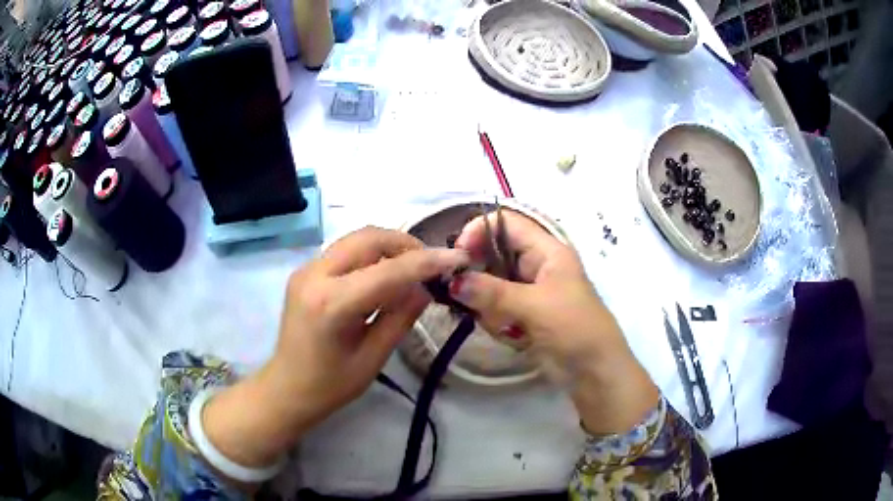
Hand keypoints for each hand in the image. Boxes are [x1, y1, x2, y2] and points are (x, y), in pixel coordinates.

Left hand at [203, 227, 468, 470]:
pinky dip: (372, 254)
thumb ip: (401, 316)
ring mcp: (306, 269)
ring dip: (389, 246)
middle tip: (431, 265)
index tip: (458, 259)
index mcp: (331, 305)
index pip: (388, 271)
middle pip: (369, 238)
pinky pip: (346, 250)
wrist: (287, 387)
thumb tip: (426, 286)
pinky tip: (385, 275)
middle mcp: (315, 276)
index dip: (427, 262)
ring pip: (357, 238)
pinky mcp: (306, 270)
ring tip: (412, 269)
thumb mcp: (374, 357)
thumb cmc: (331, 385)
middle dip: (406, 245)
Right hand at [451, 210, 658, 433]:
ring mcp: (528, 291)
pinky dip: (496, 323)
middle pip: (493, 255)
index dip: (480, 230)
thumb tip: (454, 281)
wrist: (594, 371)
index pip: (507, 224)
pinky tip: (512, 337)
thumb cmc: (574, 328)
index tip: (457, 255)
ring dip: (490, 307)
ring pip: (490, 286)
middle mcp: (536, 266)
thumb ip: (492, 292)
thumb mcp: (535, 306)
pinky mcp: (523, 315)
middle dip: (480, 278)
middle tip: (467, 297)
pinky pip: (495, 309)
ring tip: (507, 326)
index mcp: (547, 251)